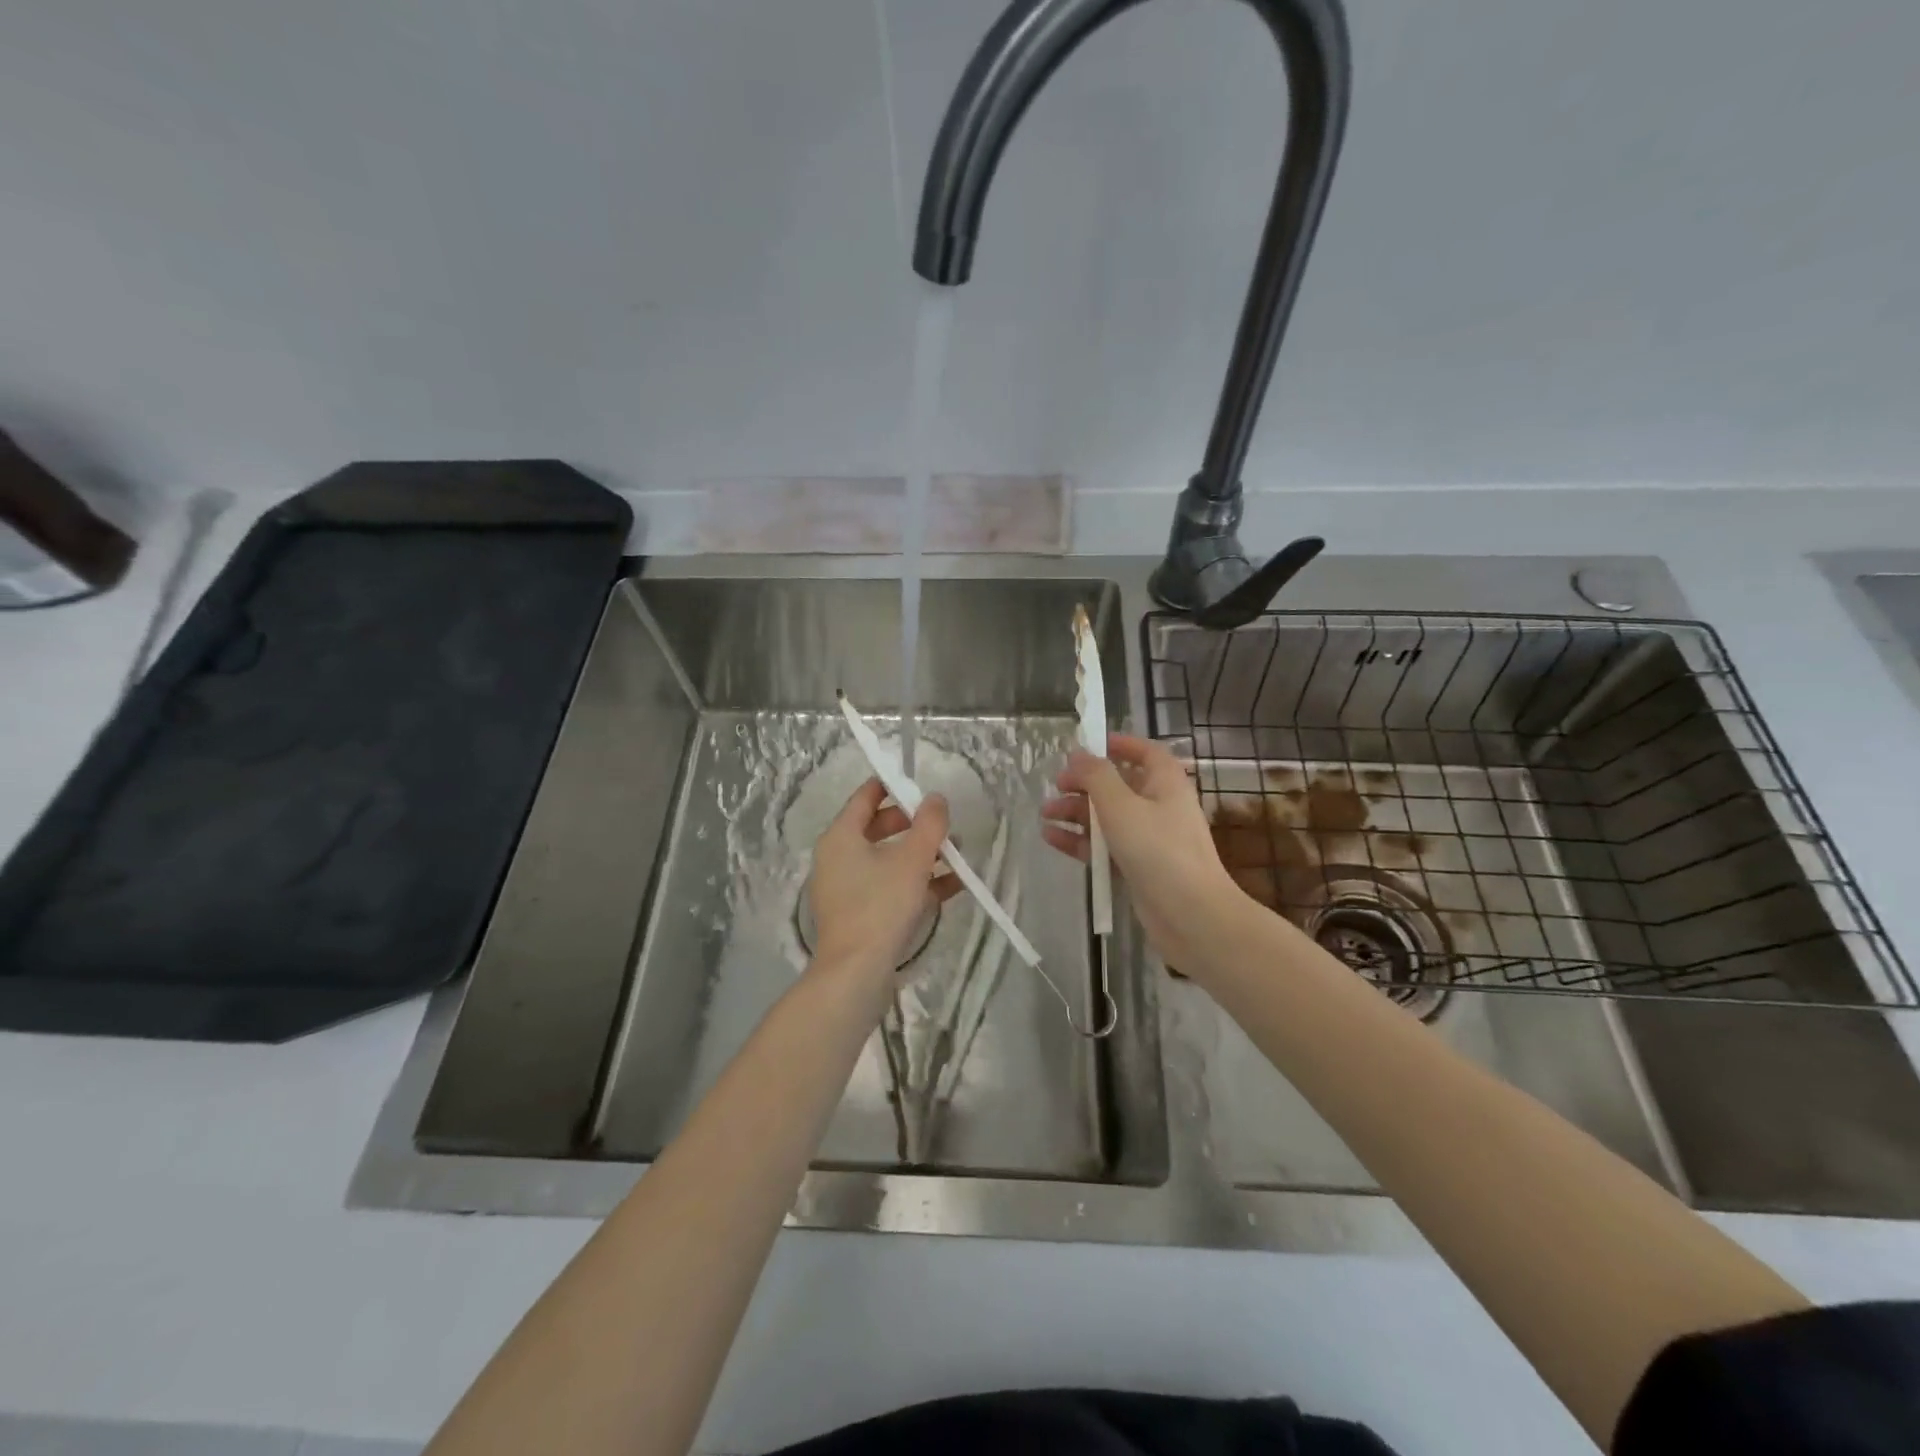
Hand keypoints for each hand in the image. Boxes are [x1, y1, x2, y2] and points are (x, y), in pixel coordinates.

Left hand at [809, 778, 960, 975]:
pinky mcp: (858, 914)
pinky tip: (952, 887)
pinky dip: (916, 882)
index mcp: (841, 836)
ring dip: (921, 855)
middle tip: (943, 825)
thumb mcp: (913, 859)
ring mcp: (846, 888)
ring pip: (887, 860)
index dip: (893, 786)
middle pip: (878, 828)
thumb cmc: (881, 905)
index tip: (921, 785)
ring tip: (956, 856)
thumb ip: (929, 824)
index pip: (865, 797)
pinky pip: (889, 887)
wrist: (856, 973)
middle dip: (914, 825)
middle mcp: (837, 857)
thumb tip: (936, 798)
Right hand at [1042, 734, 1244, 974]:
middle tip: (1056, 786)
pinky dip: (1081, 841)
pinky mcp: (1138, 867)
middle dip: (1085, 783)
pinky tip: (1052, 838)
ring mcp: (1149, 839)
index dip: (1119, 744)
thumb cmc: (1158, 850)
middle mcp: (1159, 806)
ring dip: (1077, 812)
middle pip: (1119, 785)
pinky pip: (1106, 846)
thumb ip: (1096, 776)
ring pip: (1108, 817)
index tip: (1087, 745)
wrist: (1190, 915)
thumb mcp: (1121, 805)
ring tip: (1046, 814)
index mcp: (1165, 783)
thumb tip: (1078, 754)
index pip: (1145, 752)